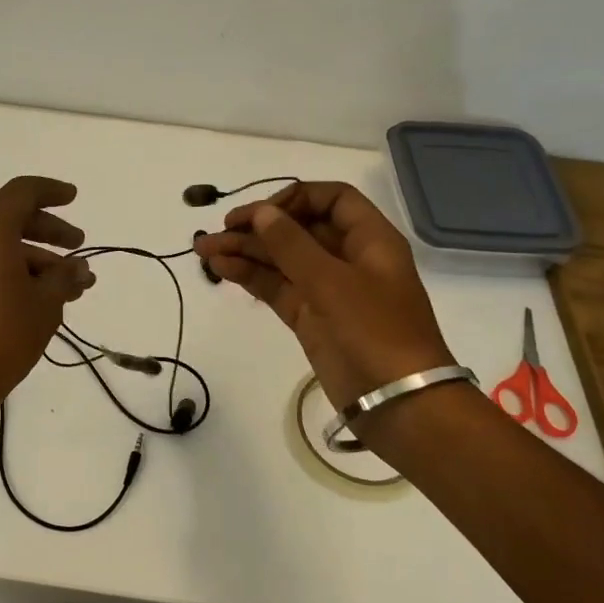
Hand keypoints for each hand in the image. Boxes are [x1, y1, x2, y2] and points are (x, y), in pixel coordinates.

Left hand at [0, 176, 95, 428]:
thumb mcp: (45, 306)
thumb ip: (64, 279)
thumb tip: (77, 268)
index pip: (21, 193)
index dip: (51, 191)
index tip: (73, 198)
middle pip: (12, 220)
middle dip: (51, 233)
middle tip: (79, 249)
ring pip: (2, 248)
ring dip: (38, 261)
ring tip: (71, 290)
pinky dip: (16, 274)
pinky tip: (42, 303)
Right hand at [193, 181, 451, 409]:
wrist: (399, 404)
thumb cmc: (375, 332)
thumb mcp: (332, 282)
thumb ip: (292, 244)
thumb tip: (261, 212)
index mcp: (370, 240)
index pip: (333, 199)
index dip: (296, 198)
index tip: (262, 212)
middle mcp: (349, 259)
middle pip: (300, 228)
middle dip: (259, 227)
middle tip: (218, 230)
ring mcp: (329, 290)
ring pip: (283, 259)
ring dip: (246, 251)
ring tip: (204, 250)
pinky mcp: (312, 318)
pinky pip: (278, 288)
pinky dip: (252, 277)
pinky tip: (221, 269)